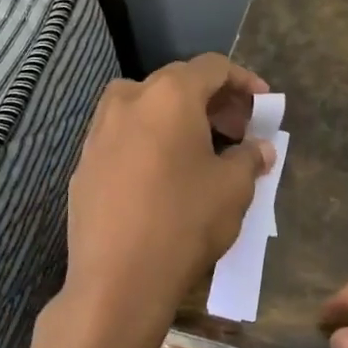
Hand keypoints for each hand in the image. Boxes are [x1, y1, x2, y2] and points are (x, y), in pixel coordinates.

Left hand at [61, 54, 273, 347]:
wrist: (117, 280)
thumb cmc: (185, 222)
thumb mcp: (233, 189)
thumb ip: (250, 158)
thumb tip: (260, 148)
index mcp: (169, 95)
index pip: (212, 67)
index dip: (244, 81)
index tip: (263, 105)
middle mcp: (128, 101)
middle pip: (176, 84)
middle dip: (212, 102)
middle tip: (238, 131)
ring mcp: (98, 132)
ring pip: (144, 108)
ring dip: (177, 119)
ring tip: (201, 151)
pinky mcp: (84, 165)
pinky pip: (124, 138)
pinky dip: (149, 142)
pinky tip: (163, 177)